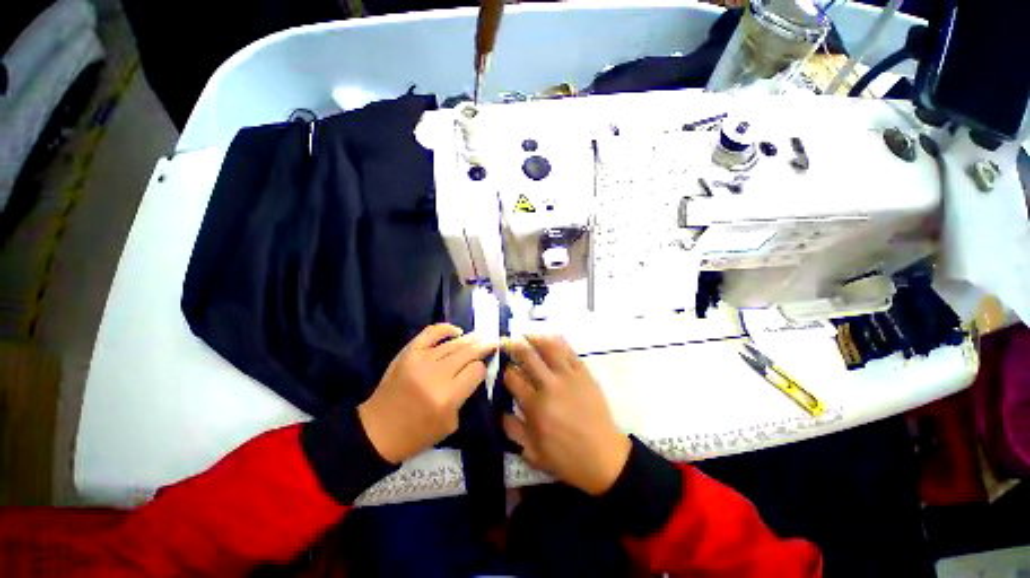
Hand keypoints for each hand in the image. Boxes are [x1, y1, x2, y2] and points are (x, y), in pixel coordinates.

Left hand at [359, 324, 496, 463]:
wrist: (378, 430)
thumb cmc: (417, 433)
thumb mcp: (451, 423)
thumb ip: (466, 396)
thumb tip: (476, 371)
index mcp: (447, 397)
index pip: (476, 370)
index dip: (482, 369)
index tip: (483, 369)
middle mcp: (436, 375)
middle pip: (469, 352)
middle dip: (484, 346)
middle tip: (493, 342)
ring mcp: (420, 360)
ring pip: (454, 343)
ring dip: (471, 338)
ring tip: (481, 336)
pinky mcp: (408, 352)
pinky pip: (431, 332)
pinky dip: (446, 328)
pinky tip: (457, 331)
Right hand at [502, 335, 631, 495]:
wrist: (604, 457)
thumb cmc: (566, 458)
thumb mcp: (532, 453)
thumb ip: (512, 429)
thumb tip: (499, 410)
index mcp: (535, 406)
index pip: (512, 377)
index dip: (505, 370)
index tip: (504, 369)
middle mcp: (550, 386)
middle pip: (527, 356)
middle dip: (513, 346)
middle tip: (506, 341)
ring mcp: (569, 377)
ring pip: (548, 348)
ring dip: (533, 338)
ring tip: (524, 334)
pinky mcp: (584, 374)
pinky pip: (569, 352)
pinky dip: (557, 341)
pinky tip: (549, 337)